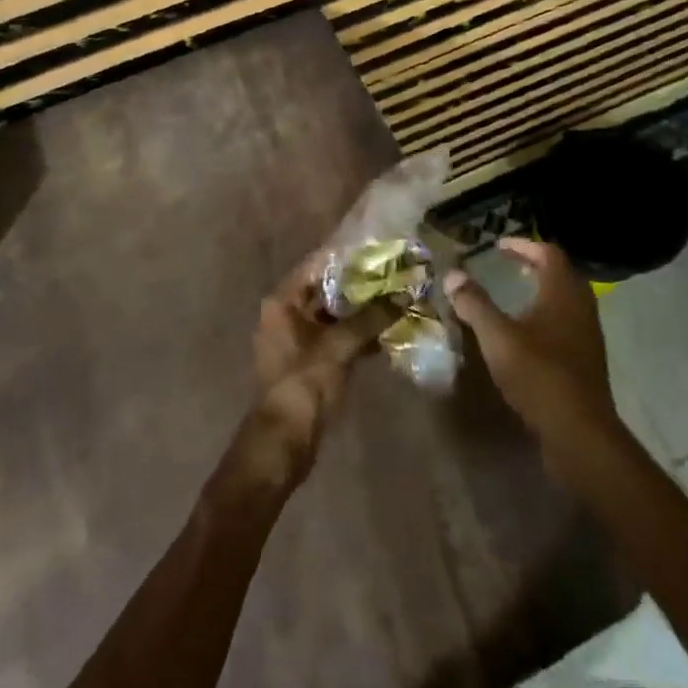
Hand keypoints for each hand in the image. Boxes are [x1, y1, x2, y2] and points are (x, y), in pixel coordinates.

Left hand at [210, 254, 388, 509]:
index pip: (317, 265)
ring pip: (335, 314)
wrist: (284, 440)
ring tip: (399, 297)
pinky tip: (389, 330)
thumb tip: (404, 295)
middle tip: (396, 273)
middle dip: (360, 283)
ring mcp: (298, 338)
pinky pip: (337, 336)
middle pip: (327, 289)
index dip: (348, 256)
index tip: (380, 248)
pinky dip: (359, 333)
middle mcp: (287, 313)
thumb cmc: (304, 384)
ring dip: (363, 309)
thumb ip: (371, 318)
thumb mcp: (339, 347)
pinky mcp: (311, 360)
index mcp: (283, 302)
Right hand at [443, 237, 623, 454]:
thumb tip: (453, 275)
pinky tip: (526, 334)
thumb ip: (475, 304)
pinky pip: (566, 323)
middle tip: (507, 266)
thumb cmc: (539, 375)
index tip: (499, 246)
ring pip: (565, 300)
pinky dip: (546, 315)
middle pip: (561, 274)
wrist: (579, 432)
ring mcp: (587, 335)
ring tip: (514, 295)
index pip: (549, 253)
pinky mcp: (585, 360)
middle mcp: (581, 307)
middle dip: (534, 265)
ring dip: (541, 291)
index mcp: (563, 293)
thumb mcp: (498, 337)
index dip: (524, 245)